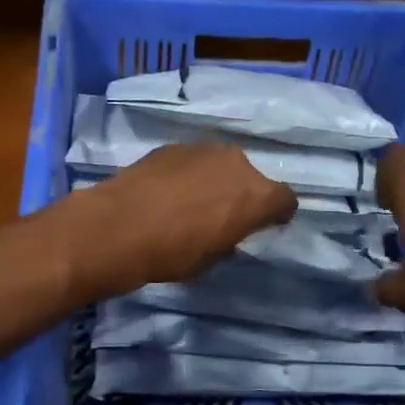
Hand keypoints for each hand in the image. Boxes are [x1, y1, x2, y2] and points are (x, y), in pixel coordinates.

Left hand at [57, 143, 296, 301]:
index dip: (277, 214)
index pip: (285, 200)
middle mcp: (237, 163)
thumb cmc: (172, 253)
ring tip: (191, 203)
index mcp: (257, 195)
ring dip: (215, 181)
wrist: (118, 227)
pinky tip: (166, 193)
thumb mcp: (213, 258)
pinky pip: (192, 161)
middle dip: (243, 194)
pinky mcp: (173, 146)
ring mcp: (204, 149)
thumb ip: (231, 237)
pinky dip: (187, 174)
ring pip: (221, 165)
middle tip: (223, 216)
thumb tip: (227, 230)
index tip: (265, 225)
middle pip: (252, 178)